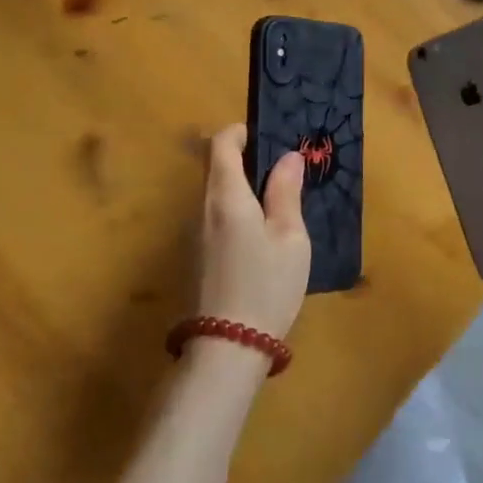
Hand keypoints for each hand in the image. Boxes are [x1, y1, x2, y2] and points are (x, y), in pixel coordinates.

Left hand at [196, 125, 310, 342]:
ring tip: (276, 207)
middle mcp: (201, 209)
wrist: (226, 349)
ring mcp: (193, 236)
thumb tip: (287, 157)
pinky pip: (213, 219)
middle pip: (214, 168)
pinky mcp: (194, 259)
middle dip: (244, 161)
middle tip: (281, 174)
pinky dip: (235, 213)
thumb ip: (286, 193)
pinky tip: (260, 239)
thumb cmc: (266, 286)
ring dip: (240, 190)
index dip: (240, 133)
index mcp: (225, 196)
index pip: (220, 144)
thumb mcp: (290, 238)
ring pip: (214, 196)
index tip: (267, 139)